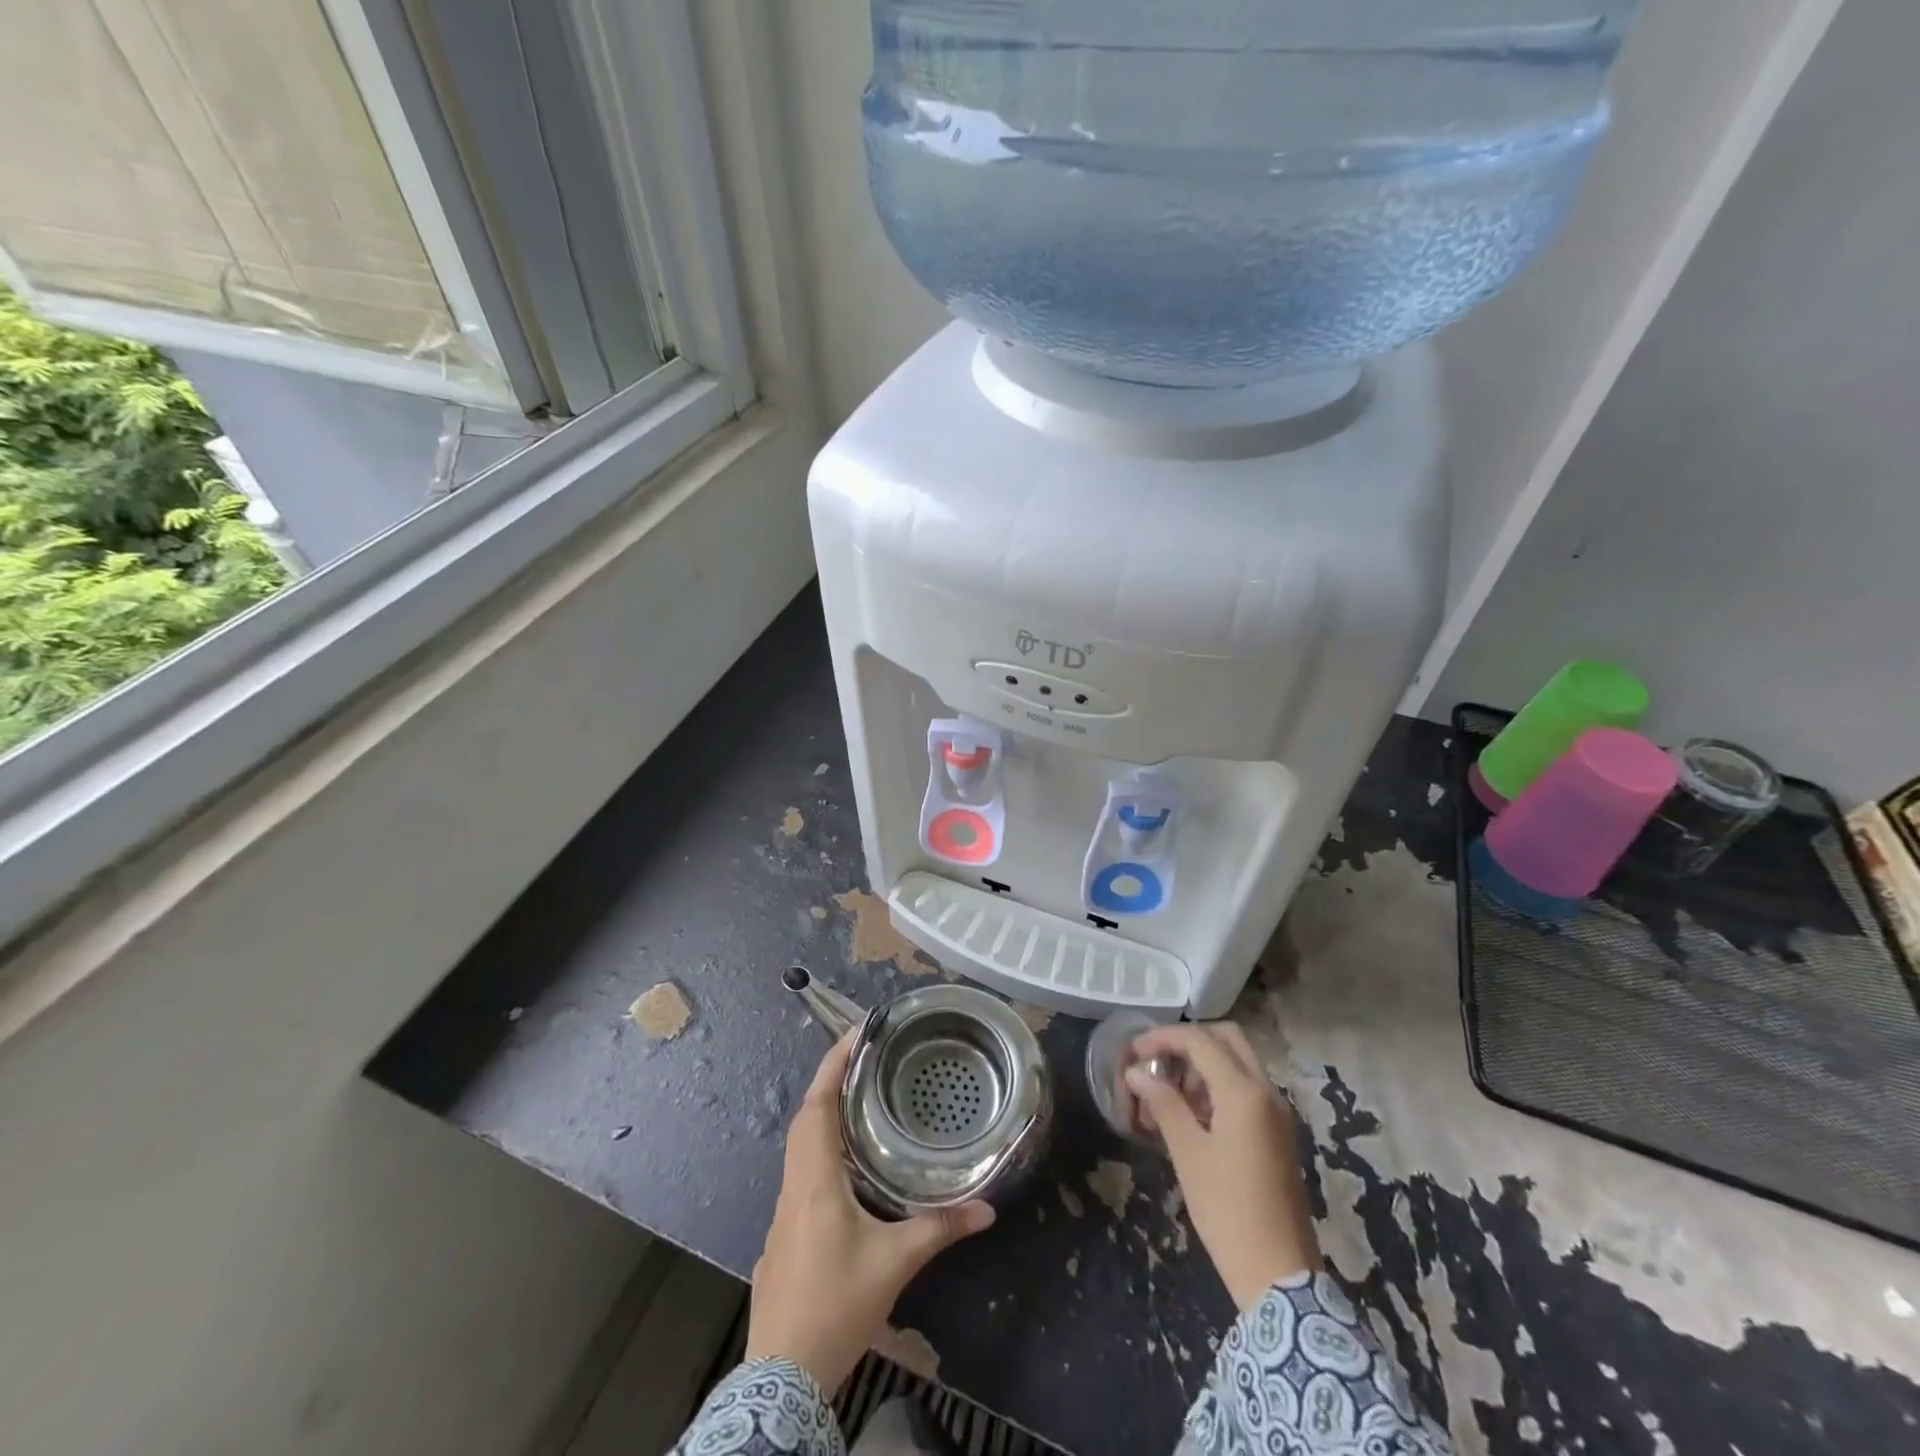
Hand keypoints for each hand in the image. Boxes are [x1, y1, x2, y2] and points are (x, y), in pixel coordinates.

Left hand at [746, 1033, 995, 1392]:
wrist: (783, 1376)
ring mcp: (784, 1211)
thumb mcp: (894, 1263)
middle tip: (864, 1060)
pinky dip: (821, 1148)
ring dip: (824, 1115)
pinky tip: (846, 1164)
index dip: (832, 1065)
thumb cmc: (836, 1304)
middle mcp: (795, 1185)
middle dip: (830, 1082)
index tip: (854, 1034)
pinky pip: (801, 1171)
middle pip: (806, 1119)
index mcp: (815, 1179)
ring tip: (859, 1100)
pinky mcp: (784, 1234)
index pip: (817, 1106)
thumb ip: (939, 1229)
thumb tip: (986, 1209)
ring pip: (800, 1146)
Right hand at [1126, 1022, 1320, 1311]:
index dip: (1163, 1038)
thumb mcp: (1188, 1154)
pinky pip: (1248, 1089)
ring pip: (1239, 1063)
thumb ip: (1163, 1104)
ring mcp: (1278, 1113)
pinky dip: (1219, 1086)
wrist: (1280, 1276)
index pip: (1200, 1041)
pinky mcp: (1280, 1134)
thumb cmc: (1227, 1210)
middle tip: (1157, 1061)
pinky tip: (1193, 1115)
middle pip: (1227, 1039)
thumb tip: (1136, 1072)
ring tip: (1168, 1093)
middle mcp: (1267, 1092)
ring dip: (1204, 1065)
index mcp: (1244, 1093)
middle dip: (1189, 1042)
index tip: (1134, 1052)